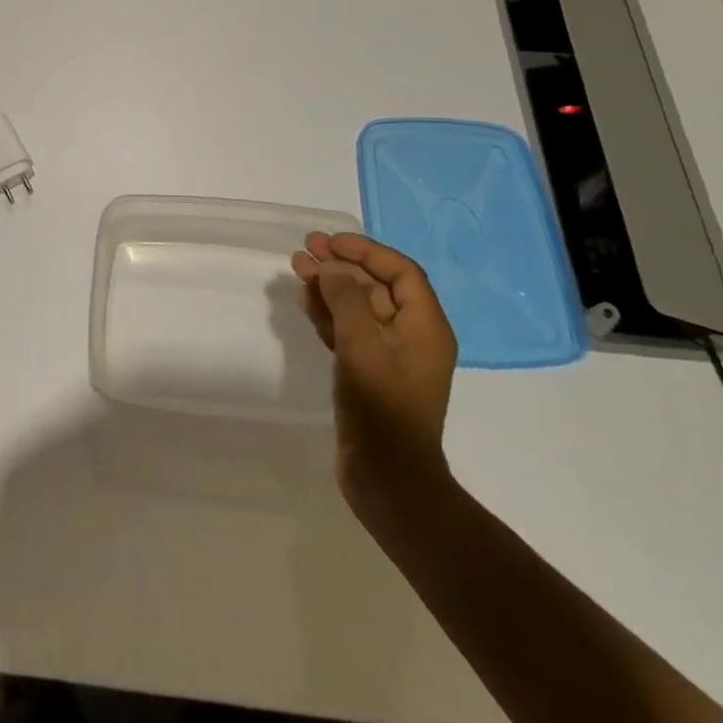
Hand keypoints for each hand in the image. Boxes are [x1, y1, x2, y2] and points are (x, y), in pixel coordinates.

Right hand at [292, 232, 457, 530]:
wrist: (388, 479)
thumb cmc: (382, 408)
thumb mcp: (362, 346)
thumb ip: (346, 300)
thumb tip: (331, 269)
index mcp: (425, 327)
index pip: (401, 272)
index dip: (366, 251)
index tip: (330, 243)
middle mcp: (411, 336)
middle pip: (376, 286)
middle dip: (342, 265)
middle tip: (305, 249)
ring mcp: (389, 356)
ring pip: (358, 307)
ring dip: (330, 286)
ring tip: (296, 268)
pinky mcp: (368, 373)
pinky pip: (348, 331)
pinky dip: (328, 313)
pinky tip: (304, 300)